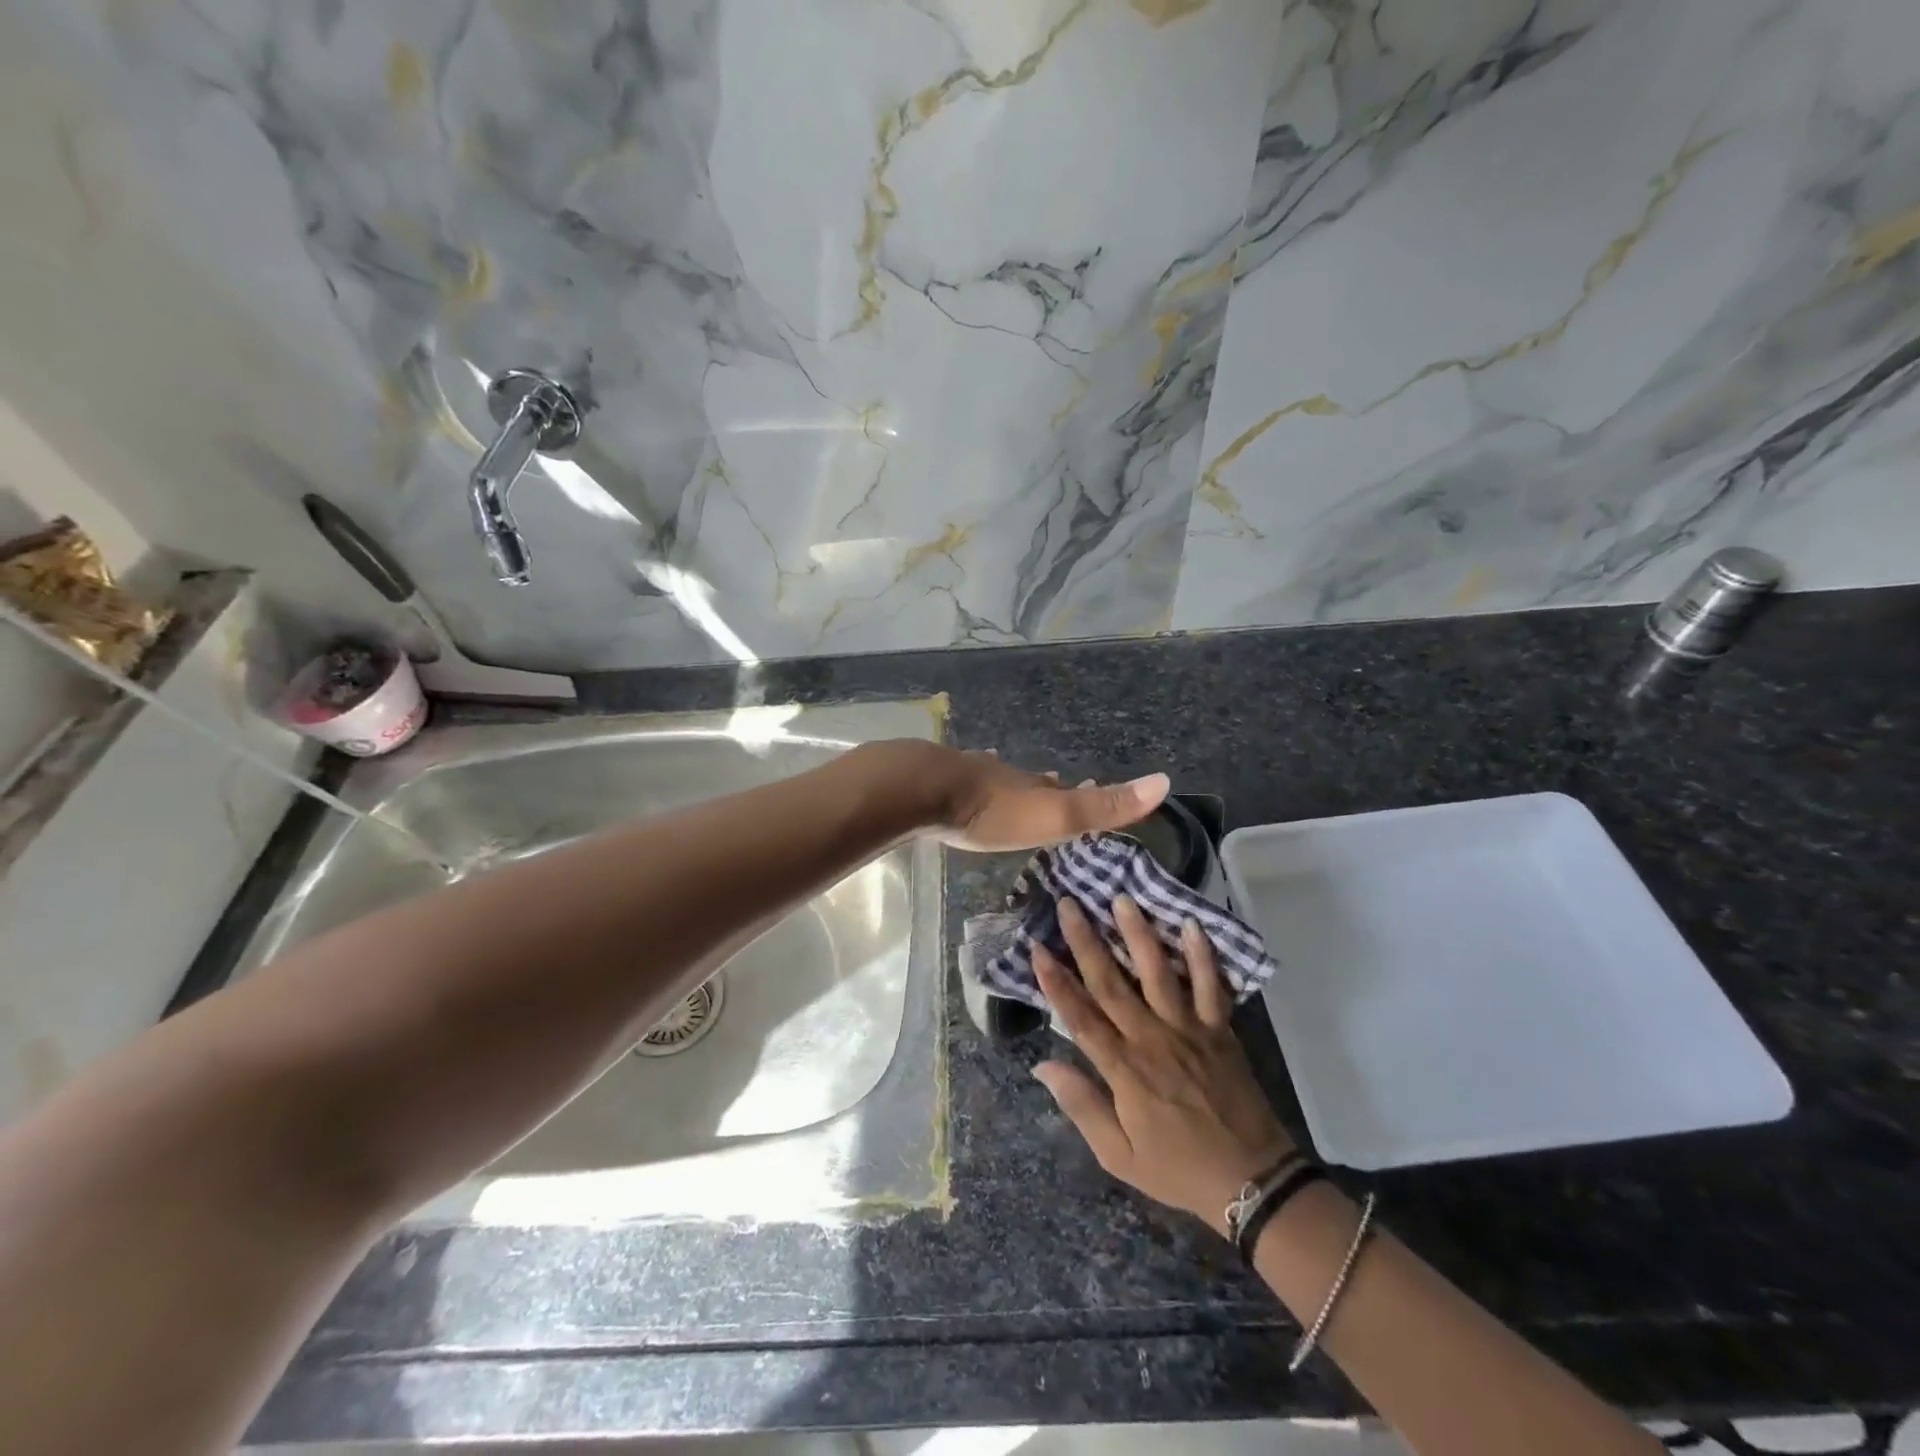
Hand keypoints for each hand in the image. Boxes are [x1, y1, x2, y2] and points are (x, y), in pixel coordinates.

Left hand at [863, 741, 1168, 851]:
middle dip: (1041, 787)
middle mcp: (1002, 774)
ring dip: (1005, 786)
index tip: (1091, 788)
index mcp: (1031, 786)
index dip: (1080, 792)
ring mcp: (965, 774)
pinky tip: (958, 785)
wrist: (922, 790)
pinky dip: (966, 786)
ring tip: (1010, 788)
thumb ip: (1104, 807)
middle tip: (1050, 786)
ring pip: (993, 778)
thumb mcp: (1053, 815)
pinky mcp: (933, 782)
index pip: (1063, 788)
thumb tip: (1165, 782)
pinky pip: (957, 782)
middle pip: (1027, 781)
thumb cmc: (992, 810)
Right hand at [1033, 896, 1294, 1236]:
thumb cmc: (1177, 1169)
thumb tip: (1043, 1065)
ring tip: (1122, 900)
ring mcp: (1189, 1030)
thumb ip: (1081, 1106)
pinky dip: (1203, 956)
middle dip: (1087, 942)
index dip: (1056, 982)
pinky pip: (1211, 987)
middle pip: (1112, 983)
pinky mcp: (1220, 1030)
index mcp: (1124, 1070)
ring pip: (1158, 973)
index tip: (1037, 948)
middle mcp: (1152, 1039)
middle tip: (1069, 905)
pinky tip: (1191, 924)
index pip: (1081, 1017)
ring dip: (1138, 934)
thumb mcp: (1119, 1156)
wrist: (1252, 1181)